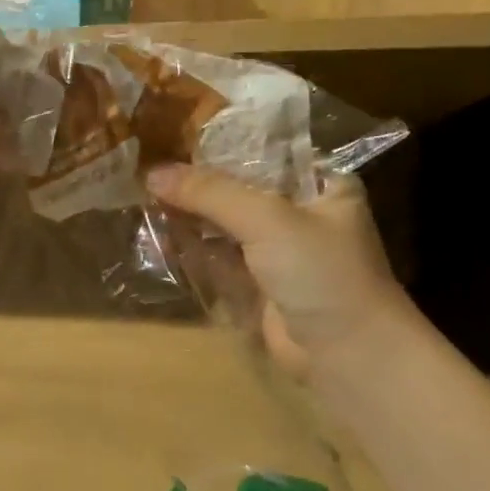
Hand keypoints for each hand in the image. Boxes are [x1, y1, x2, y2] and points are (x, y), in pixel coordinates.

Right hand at [145, 164, 412, 387]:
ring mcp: (278, 252)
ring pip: (225, 226)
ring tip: (142, 197)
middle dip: (196, 184)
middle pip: (239, 190)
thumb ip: (210, 194)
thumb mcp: (267, 219)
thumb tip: (152, 173)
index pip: (263, 152)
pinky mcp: (258, 286)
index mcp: (321, 184)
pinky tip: (158, 235)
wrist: (347, 353)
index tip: (171, 136)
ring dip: (189, 216)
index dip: (219, 146)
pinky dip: (192, 249)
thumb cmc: (321, 272)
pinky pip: (218, 260)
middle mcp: (301, 213)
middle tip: (147, 169)